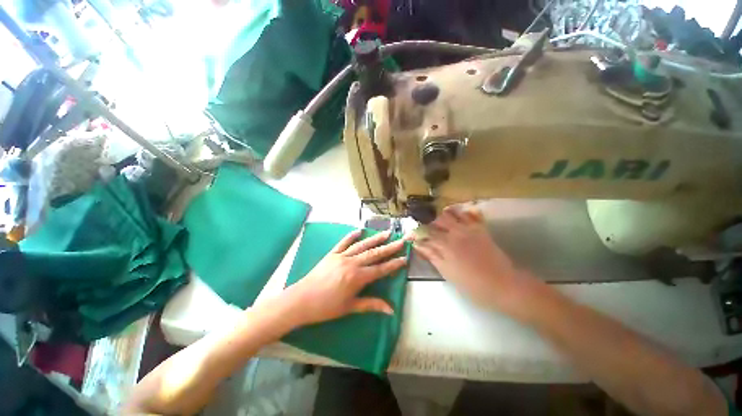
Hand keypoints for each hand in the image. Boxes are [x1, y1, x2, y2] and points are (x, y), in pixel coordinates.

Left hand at [282, 230, 406, 326]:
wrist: (301, 300)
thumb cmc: (326, 307)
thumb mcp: (350, 307)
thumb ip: (371, 305)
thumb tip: (391, 310)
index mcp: (357, 278)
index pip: (380, 269)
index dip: (393, 264)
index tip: (404, 258)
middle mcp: (352, 263)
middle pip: (374, 254)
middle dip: (389, 247)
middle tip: (401, 240)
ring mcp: (341, 256)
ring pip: (362, 245)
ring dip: (375, 239)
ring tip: (386, 233)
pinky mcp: (332, 254)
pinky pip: (343, 242)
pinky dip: (351, 236)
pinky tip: (359, 230)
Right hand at [414, 206, 538, 318]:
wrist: (503, 284)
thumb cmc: (472, 284)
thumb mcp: (448, 273)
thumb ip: (432, 256)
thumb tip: (418, 245)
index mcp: (445, 244)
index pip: (425, 233)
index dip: (416, 232)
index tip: (411, 235)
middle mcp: (455, 232)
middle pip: (436, 219)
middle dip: (428, 221)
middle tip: (425, 228)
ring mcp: (469, 228)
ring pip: (451, 213)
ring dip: (442, 214)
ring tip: (439, 220)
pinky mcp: (481, 229)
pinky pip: (471, 214)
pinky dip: (463, 211)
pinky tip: (458, 215)